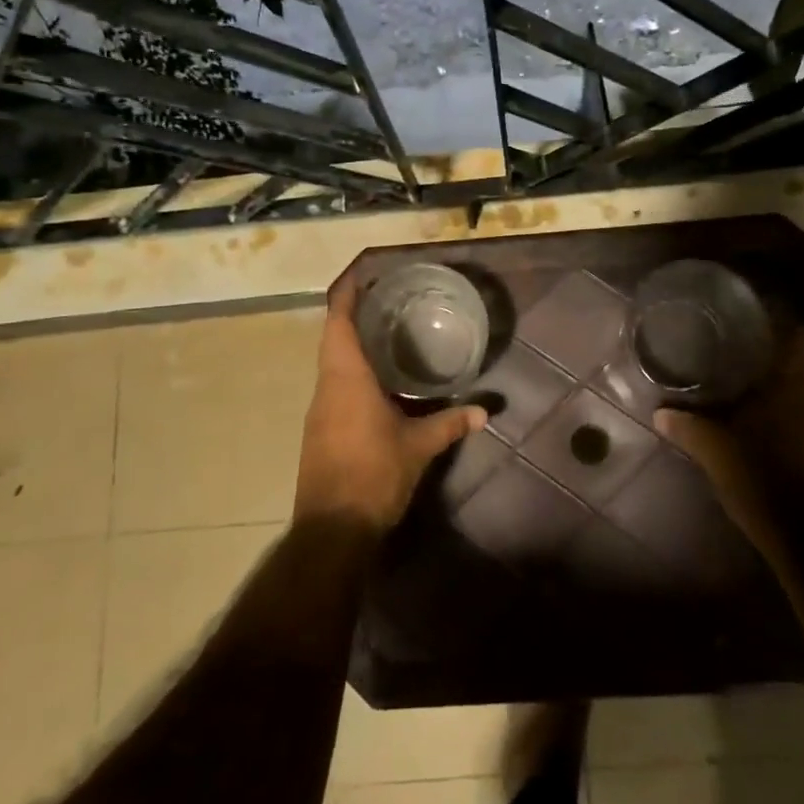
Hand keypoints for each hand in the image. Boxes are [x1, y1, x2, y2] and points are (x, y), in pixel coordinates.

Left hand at [296, 275, 487, 530]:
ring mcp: (319, 410)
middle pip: (333, 338)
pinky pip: (334, 386)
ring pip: (332, 363)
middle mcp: (326, 386)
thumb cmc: (373, 475)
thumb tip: (484, 411)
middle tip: (387, 301)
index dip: (347, 293)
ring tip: (386, 333)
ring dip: (352, 344)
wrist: (331, 530)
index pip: (338, 321)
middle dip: (355, 315)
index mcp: (345, 378)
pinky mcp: (320, 430)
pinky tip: (378, 380)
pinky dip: (352, 371)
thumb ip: (450, 424)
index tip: (362, 273)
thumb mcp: (418, 447)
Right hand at [654, 326, 803, 552]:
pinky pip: (794, 417)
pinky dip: (773, 413)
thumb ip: (688, 427)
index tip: (750, 309)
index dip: (776, 318)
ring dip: (766, 387)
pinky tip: (747, 421)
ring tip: (729, 381)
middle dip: (760, 354)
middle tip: (723, 345)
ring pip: (790, 393)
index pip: (793, 336)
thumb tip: (660, 411)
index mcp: (789, 386)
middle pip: (788, 364)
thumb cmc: (763, 480)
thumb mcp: (716, 452)